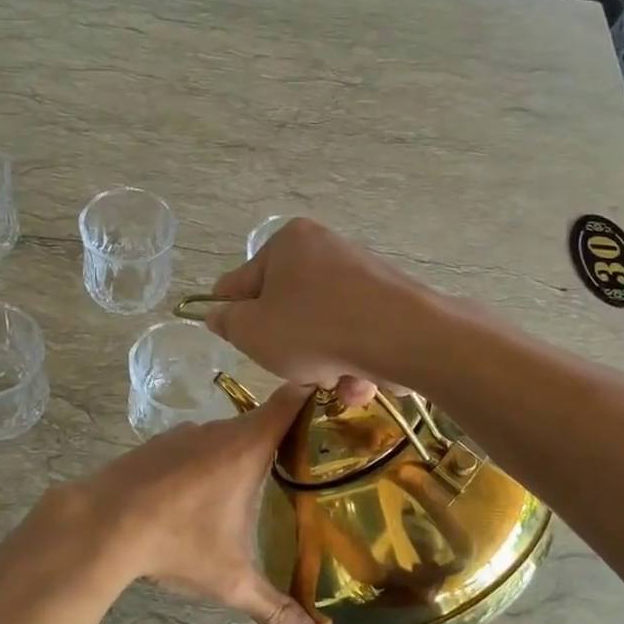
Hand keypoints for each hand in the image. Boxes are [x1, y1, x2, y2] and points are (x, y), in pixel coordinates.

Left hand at [60, 386, 321, 623]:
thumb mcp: (230, 580)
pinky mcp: (157, 444)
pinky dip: (206, 461)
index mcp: (247, 446)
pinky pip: (195, 446)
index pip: (292, 399)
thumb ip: (273, 609)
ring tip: (255, 487)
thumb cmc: (176, 542)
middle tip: (308, 466)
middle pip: (262, 421)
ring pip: (226, 436)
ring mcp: (184, 434)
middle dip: (283, 439)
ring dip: (240, 454)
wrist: (100, 523)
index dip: (316, 394)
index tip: (338, 404)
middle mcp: (219, 430)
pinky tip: (200, 495)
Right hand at [204, 219, 427, 407]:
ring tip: (334, 381)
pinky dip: (354, 361)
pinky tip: (361, 381)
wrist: (403, 337)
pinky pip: (357, 334)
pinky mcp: (391, 302)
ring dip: (324, 364)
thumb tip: (219, 314)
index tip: (241, 342)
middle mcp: (325, 249)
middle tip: (294, 367)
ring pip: (323, 329)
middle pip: (287, 309)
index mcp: (288, 243)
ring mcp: (362, 274)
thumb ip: (227, 322)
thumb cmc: (313, 328)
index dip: (234, 316)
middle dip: (289, 348)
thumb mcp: (252, 331)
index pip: (242, 282)